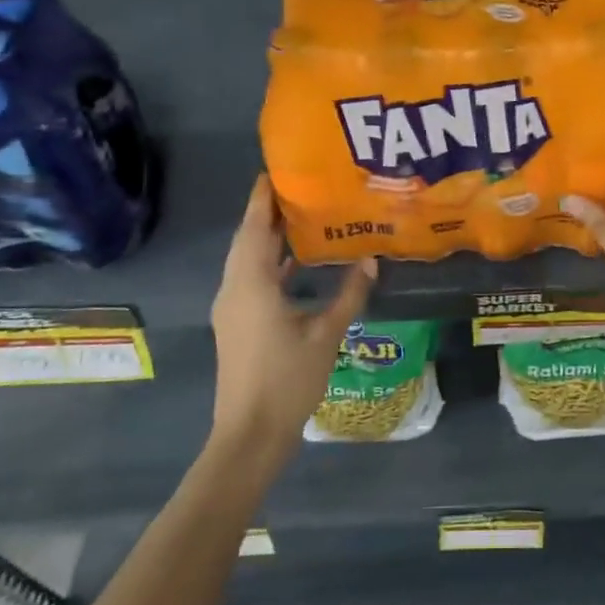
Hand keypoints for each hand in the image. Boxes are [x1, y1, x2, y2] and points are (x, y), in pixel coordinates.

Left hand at [208, 176, 375, 459]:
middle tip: (299, 187)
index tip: (276, 170)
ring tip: (300, 215)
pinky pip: (250, 279)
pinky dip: (269, 262)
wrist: (250, 434)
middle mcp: (235, 289)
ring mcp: (233, 308)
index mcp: (251, 284)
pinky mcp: (237, 323)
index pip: (254, 228)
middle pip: (248, 240)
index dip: (262, 198)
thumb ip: (349, 295)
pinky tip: (295, 261)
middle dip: (268, 212)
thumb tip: (371, 259)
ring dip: (267, 237)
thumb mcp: (326, 334)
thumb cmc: (287, 380)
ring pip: (247, 260)